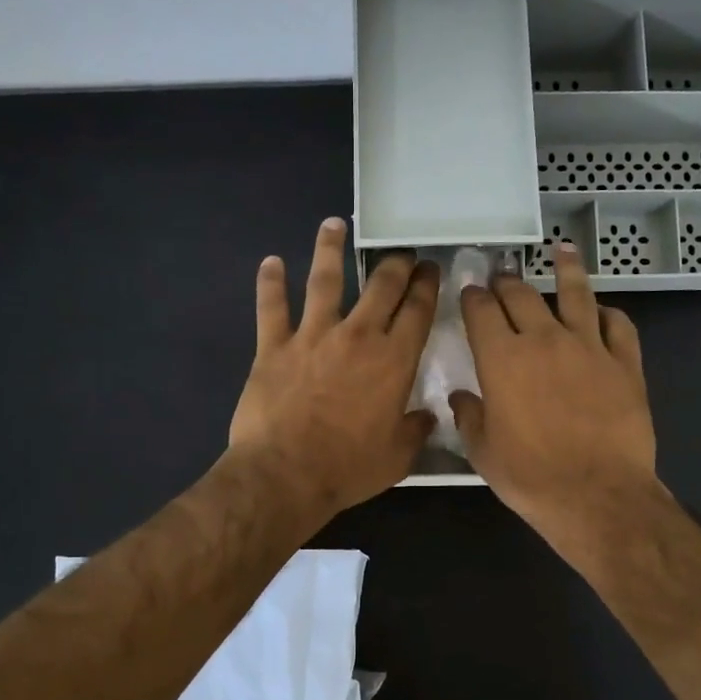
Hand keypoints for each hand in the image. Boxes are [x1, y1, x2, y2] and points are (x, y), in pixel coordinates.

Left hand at [228, 219, 438, 520]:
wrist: (285, 474)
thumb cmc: (348, 468)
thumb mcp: (397, 457)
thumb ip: (415, 430)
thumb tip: (427, 416)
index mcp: (393, 360)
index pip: (417, 310)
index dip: (427, 285)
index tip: (430, 269)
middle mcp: (357, 336)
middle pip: (380, 286)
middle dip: (395, 263)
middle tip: (400, 252)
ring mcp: (312, 336)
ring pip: (324, 280)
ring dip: (330, 249)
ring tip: (333, 225)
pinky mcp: (273, 346)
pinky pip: (271, 307)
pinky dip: (270, 283)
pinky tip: (271, 262)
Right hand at [451, 242, 658, 545]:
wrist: (597, 495)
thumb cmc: (531, 477)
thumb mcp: (484, 452)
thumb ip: (469, 417)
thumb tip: (461, 397)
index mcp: (502, 359)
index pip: (481, 312)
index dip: (473, 297)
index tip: (470, 291)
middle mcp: (544, 340)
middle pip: (522, 295)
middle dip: (508, 282)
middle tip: (503, 275)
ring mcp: (589, 347)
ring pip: (576, 294)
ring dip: (566, 269)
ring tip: (562, 250)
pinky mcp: (625, 363)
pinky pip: (618, 325)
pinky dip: (608, 313)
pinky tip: (603, 311)